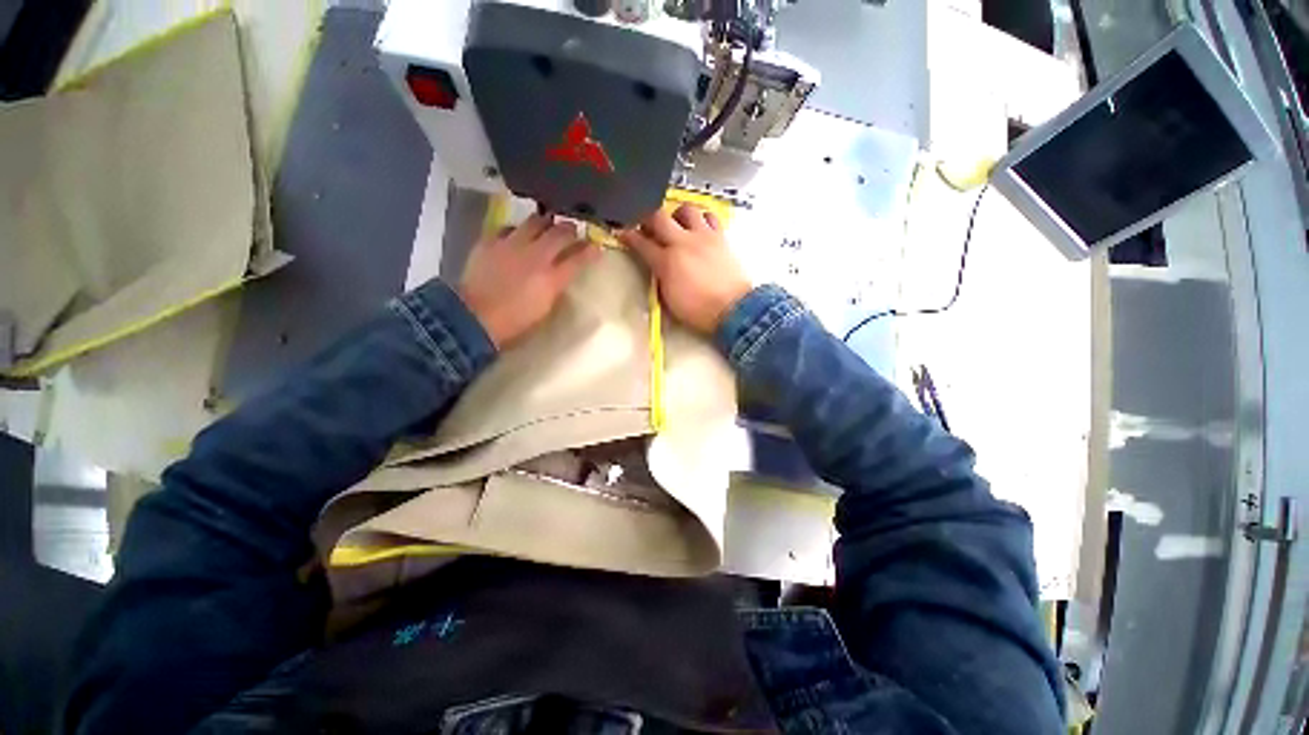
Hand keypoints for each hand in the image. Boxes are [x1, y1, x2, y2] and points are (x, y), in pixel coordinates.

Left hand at [459, 214, 597, 348]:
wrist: (475, 317)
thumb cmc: (515, 321)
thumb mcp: (545, 308)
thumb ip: (556, 286)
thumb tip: (562, 273)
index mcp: (552, 278)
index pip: (579, 258)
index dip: (591, 251)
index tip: (596, 247)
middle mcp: (536, 256)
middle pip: (561, 232)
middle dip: (571, 230)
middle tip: (572, 232)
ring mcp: (512, 245)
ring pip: (536, 220)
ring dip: (546, 223)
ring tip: (547, 227)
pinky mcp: (491, 241)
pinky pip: (509, 226)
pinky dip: (518, 229)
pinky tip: (517, 236)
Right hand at [619, 204, 752, 333]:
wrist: (733, 309)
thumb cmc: (699, 311)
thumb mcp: (669, 300)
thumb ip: (659, 277)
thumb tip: (656, 266)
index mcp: (667, 262)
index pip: (641, 243)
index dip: (628, 236)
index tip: (622, 232)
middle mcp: (683, 242)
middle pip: (658, 217)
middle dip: (647, 219)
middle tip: (647, 226)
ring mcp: (703, 236)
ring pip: (686, 208)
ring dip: (676, 214)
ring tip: (676, 224)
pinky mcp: (721, 236)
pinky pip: (710, 216)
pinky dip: (702, 218)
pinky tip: (699, 228)